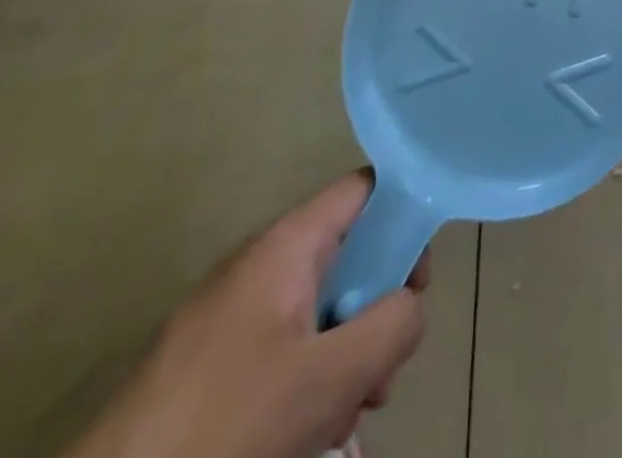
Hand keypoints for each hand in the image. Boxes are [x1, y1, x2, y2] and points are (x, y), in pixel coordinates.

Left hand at [66, 172, 428, 457]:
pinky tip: (306, 435)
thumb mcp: (330, 378)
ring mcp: (228, 315)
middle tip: (380, 371)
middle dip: (375, 310)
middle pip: (346, 255)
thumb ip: (392, 326)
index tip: (416, 281)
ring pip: (315, 311)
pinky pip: (279, 349)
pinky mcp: (206, 363)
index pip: (366, 188)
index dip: (404, 216)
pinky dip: (305, 382)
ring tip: (345, 418)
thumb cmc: (225, 425)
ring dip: (343, 357)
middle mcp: (259, 264)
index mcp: (287, 245)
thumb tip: (410, 305)